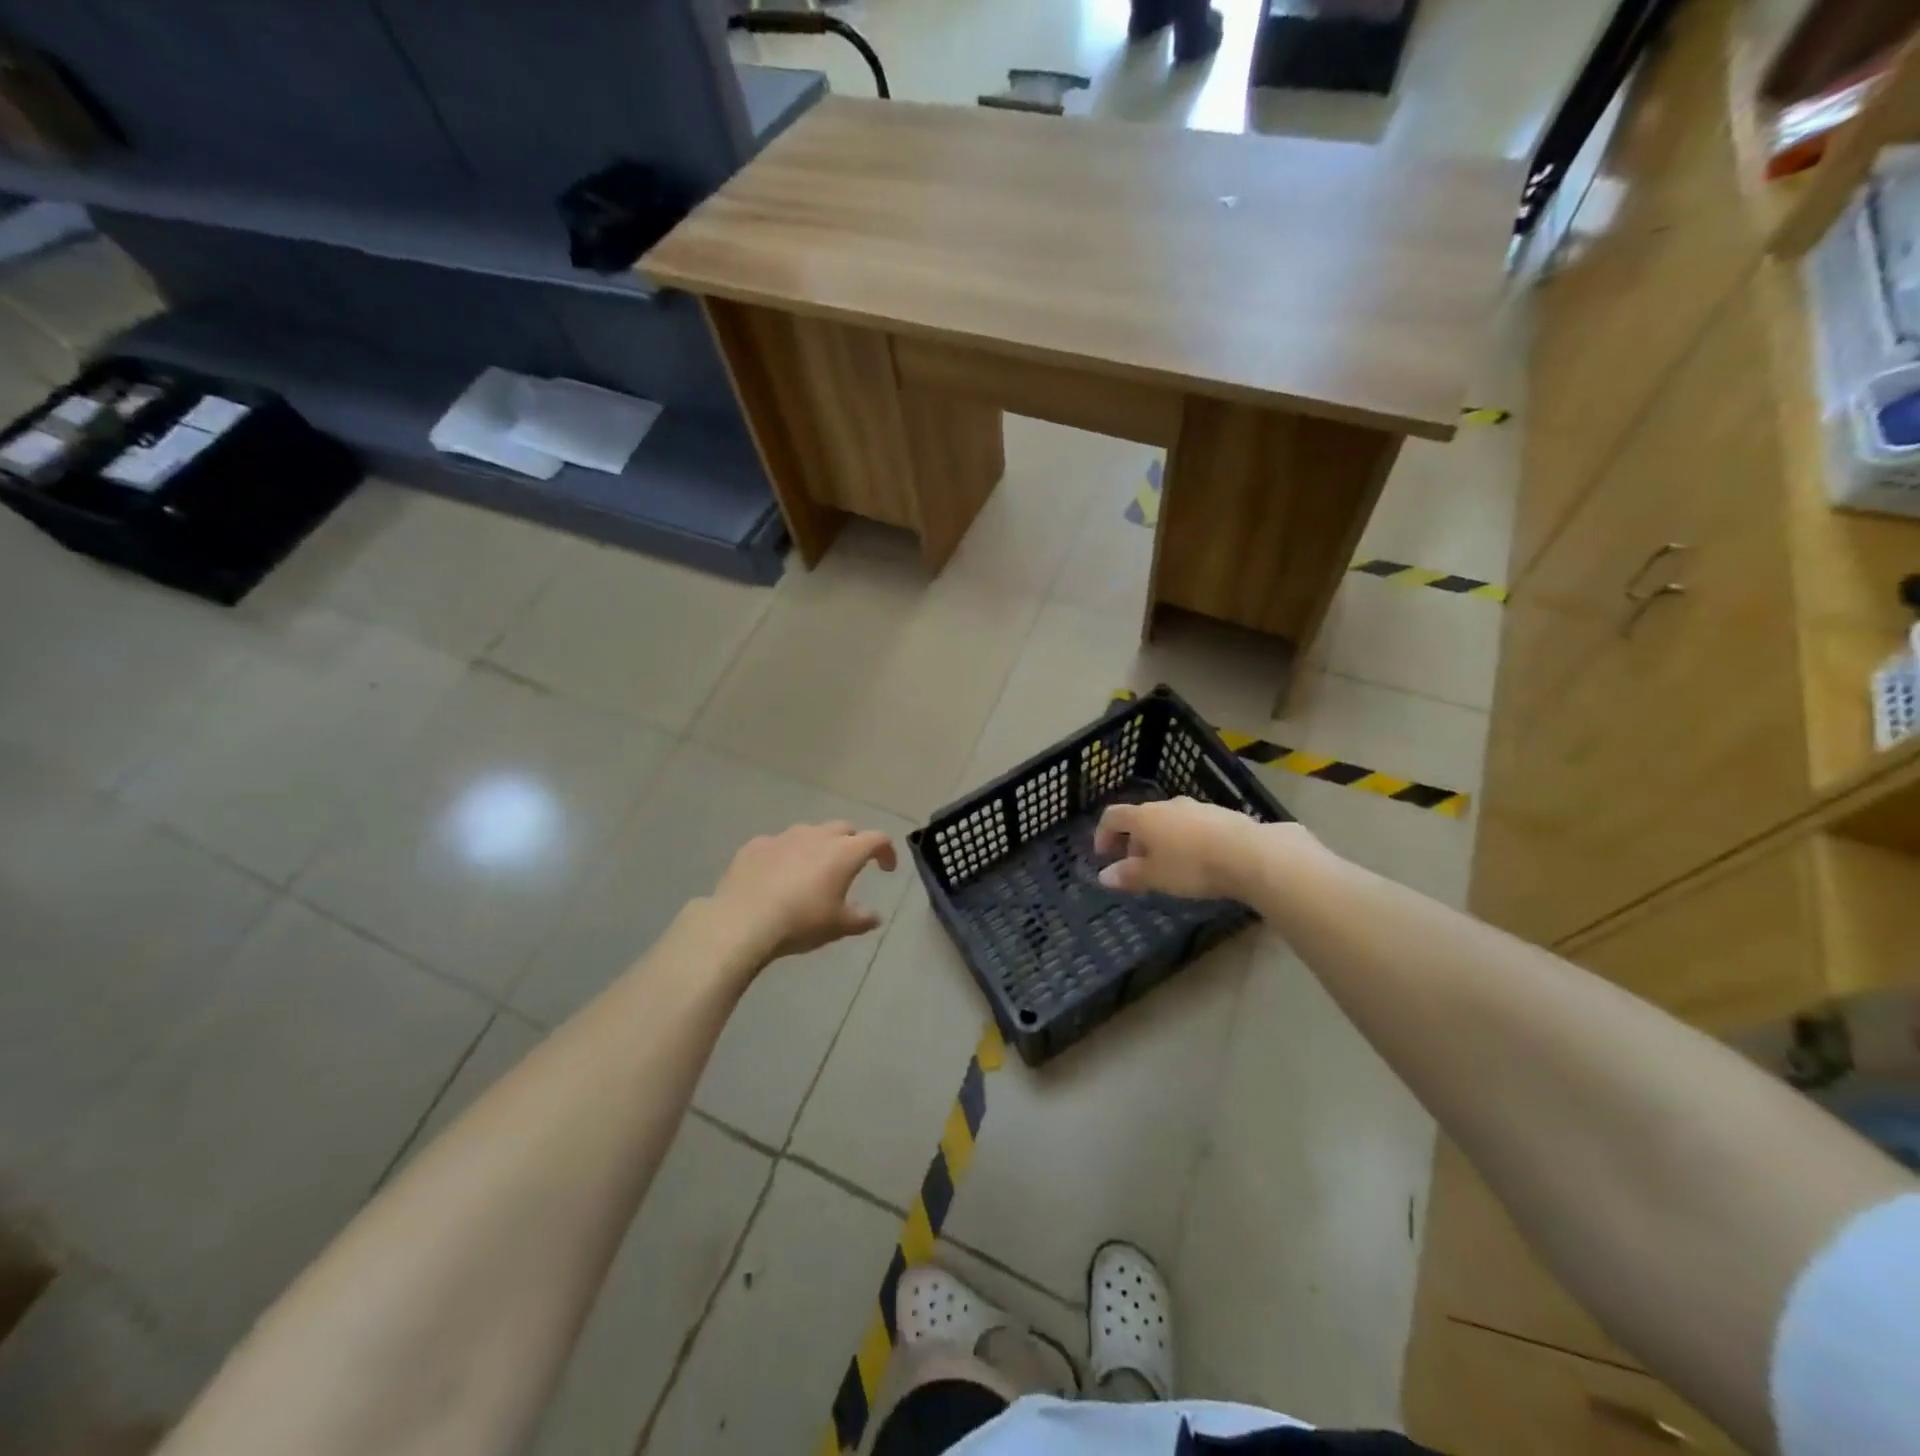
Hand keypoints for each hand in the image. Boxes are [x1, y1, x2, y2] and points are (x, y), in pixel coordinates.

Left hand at [711, 821, 897, 961]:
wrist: (742, 921)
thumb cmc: (800, 922)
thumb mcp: (838, 927)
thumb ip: (861, 919)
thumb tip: (875, 917)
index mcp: (844, 852)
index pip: (877, 839)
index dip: (887, 851)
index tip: (886, 869)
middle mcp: (816, 836)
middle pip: (844, 828)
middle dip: (853, 842)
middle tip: (851, 865)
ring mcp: (784, 837)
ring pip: (810, 832)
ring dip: (818, 845)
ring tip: (813, 870)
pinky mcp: (756, 845)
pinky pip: (778, 844)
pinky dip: (786, 855)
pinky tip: (777, 876)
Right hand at [1093, 797, 1272, 899]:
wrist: (1249, 854)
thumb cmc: (1192, 865)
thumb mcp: (1156, 877)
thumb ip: (1129, 875)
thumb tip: (1104, 876)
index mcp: (1145, 817)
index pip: (1113, 816)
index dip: (1102, 834)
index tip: (1103, 856)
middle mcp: (1167, 805)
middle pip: (1142, 819)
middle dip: (1135, 842)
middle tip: (1138, 869)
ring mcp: (1196, 807)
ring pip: (1169, 821)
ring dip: (1161, 841)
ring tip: (1169, 867)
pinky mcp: (1221, 814)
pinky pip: (1193, 825)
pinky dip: (1185, 840)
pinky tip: (1198, 861)